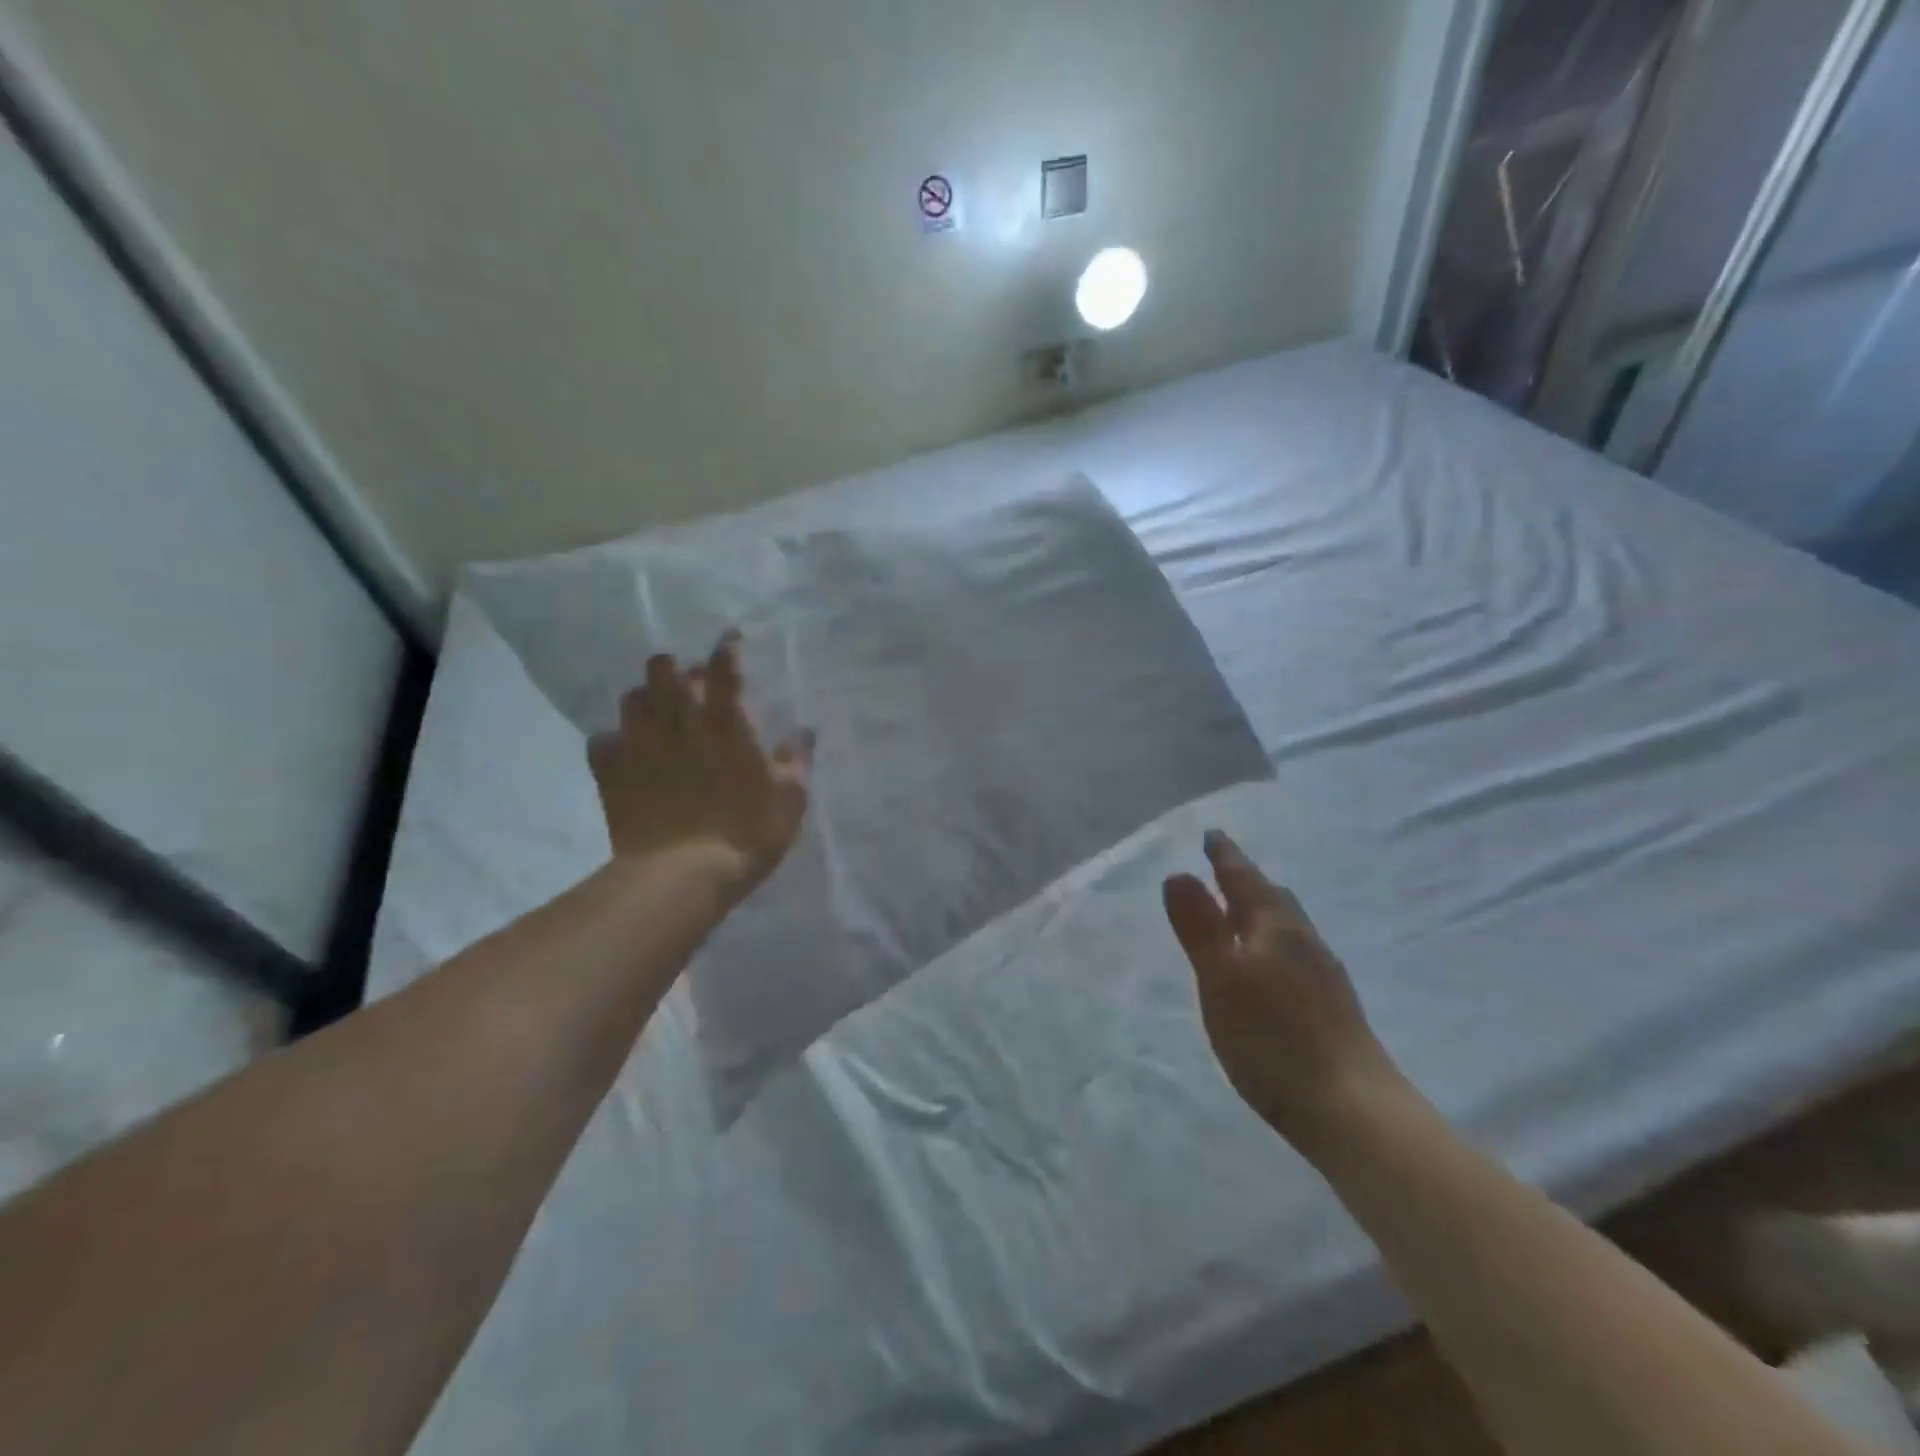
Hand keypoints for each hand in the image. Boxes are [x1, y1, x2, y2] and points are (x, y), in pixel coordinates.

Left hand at [587, 632, 812, 904]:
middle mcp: (678, 723)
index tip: (730, 639)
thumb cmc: (746, 832)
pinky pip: (602, 740)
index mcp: (725, 724)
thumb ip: (797, 760)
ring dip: (646, 697)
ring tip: (656, 710)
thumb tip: (805, 730)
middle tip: (690, 683)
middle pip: (665, 671)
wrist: (682, 875)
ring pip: (632, 699)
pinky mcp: (612, 773)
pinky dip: (613, 740)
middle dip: (677, 668)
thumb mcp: (790, 799)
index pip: (724, 671)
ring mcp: (639, 745)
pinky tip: (624, 750)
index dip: (727, 649)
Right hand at [1163, 831, 1401, 1144]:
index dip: (1226, 857)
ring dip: (1262, 912)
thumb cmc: (1274, 1038)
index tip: (1213, 835)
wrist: (1354, 1110)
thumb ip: (1199, 927)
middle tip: (1225, 869)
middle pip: (1273, 899)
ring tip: (1242, 914)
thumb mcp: (1221, 979)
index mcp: (1276, 928)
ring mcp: (1324, 976)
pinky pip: (1296, 952)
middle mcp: (1304, 942)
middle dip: (1247, 881)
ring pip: (1288, 927)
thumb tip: (1178, 873)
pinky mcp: (1333, 1007)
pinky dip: (1273, 942)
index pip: (1246, 880)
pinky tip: (1270, 967)